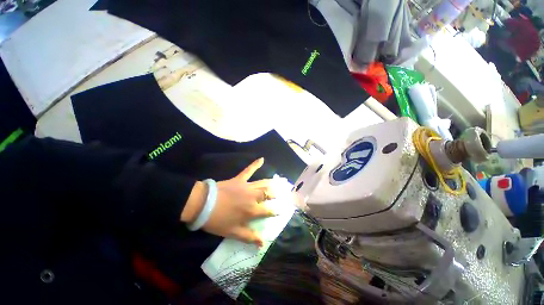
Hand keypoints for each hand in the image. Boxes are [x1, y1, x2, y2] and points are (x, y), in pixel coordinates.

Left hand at [181, 158, 274, 245]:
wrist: (204, 204)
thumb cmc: (218, 220)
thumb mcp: (233, 232)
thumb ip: (249, 237)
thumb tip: (262, 243)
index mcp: (252, 210)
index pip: (267, 211)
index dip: (275, 211)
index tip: (280, 211)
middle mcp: (253, 197)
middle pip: (268, 194)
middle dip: (276, 194)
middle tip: (282, 193)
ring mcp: (247, 186)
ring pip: (263, 183)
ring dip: (271, 182)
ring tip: (279, 181)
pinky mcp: (239, 179)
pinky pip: (249, 170)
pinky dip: (255, 164)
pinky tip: (262, 159)